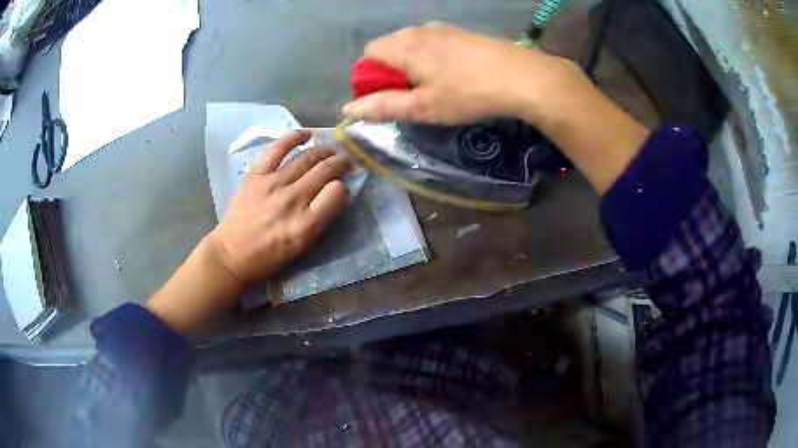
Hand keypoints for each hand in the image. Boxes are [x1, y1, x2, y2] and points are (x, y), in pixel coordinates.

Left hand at [145, 131, 349, 332]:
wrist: (233, 252)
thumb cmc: (270, 254)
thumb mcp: (302, 245)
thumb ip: (321, 218)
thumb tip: (335, 191)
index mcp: (306, 224)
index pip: (337, 192)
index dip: (344, 186)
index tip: (342, 187)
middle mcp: (292, 200)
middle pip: (325, 170)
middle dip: (340, 163)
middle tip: (345, 161)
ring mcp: (273, 183)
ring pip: (306, 157)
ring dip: (324, 151)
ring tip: (331, 150)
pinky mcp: (256, 174)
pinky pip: (278, 148)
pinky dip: (294, 137)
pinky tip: (307, 134)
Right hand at [341, 23, 584, 125]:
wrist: (521, 76)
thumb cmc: (467, 93)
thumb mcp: (422, 107)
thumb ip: (382, 107)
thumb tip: (348, 110)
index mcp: (402, 46)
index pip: (367, 55)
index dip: (370, 78)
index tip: (387, 98)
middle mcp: (417, 30)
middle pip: (389, 49)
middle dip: (391, 73)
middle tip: (412, 98)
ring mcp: (442, 29)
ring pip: (412, 47)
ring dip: (413, 67)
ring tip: (435, 89)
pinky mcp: (461, 33)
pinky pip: (434, 45)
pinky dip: (432, 60)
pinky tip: (453, 76)